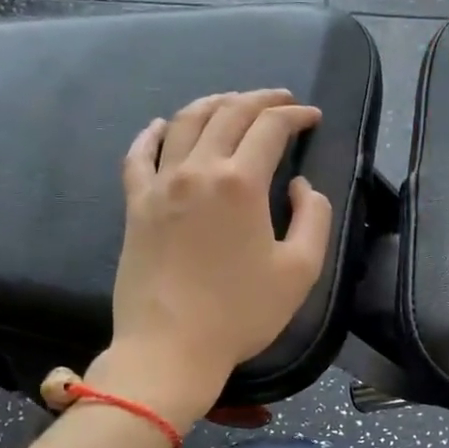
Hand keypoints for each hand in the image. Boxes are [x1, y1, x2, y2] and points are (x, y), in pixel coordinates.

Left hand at [83, 89, 332, 426]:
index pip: (270, 128)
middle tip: (282, 101)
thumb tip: (298, 186)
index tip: (312, 117)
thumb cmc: (241, 313)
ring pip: (185, 123)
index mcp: (241, 183)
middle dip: (260, 99)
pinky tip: (163, 126)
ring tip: (233, 102)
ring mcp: (160, 185)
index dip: (296, 116)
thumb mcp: (301, 270)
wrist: (170, 348)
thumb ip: (313, 217)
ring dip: (214, 104)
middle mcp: (198, 170)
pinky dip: (153, 133)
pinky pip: (139, 155)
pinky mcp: (135, 205)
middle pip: (228, 113)